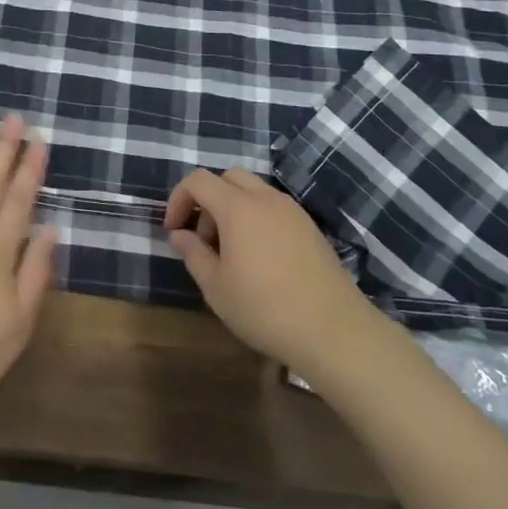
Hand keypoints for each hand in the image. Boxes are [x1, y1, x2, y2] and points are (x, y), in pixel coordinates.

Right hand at [164, 168, 369, 368]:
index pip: (198, 181)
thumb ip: (193, 254)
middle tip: (204, 239)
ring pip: (254, 191)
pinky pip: (274, 208)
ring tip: (232, 252)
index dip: (179, 199)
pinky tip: (261, 258)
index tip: (174, 230)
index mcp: (238, 207)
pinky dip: (257, 218)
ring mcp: (292, 210)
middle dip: (208, 200)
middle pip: (228, 178)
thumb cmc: (264, 309)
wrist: (333, 331)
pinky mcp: (310, 227)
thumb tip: (180, 235)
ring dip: (233, 208)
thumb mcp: (216, 287)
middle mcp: (266, 199)